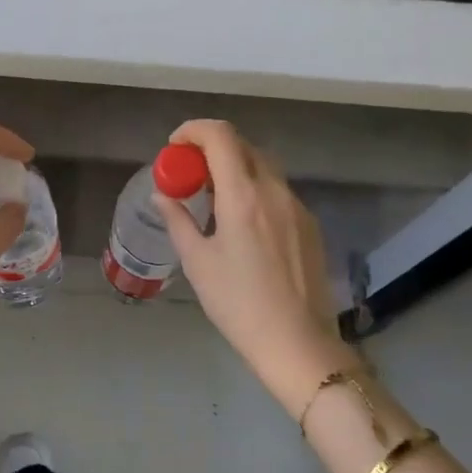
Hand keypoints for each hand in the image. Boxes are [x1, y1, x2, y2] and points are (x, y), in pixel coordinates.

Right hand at [153, 120, 350, 408]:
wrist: (297, 342)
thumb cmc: (238, 303)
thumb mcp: (197, 262)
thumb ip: (178, 220)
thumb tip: (162, 196)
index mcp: (243, 195)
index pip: (220, 136)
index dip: (193, 130)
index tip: (174, 147)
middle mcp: (274, 190)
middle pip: (243, 146)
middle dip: (212, 148)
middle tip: (189, 173)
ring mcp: (297, 206)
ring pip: (263, 167)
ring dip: (235, 167)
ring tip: (213, 198)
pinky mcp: (309, 225)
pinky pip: (277, 190)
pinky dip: (254, 188)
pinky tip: (242, 222)